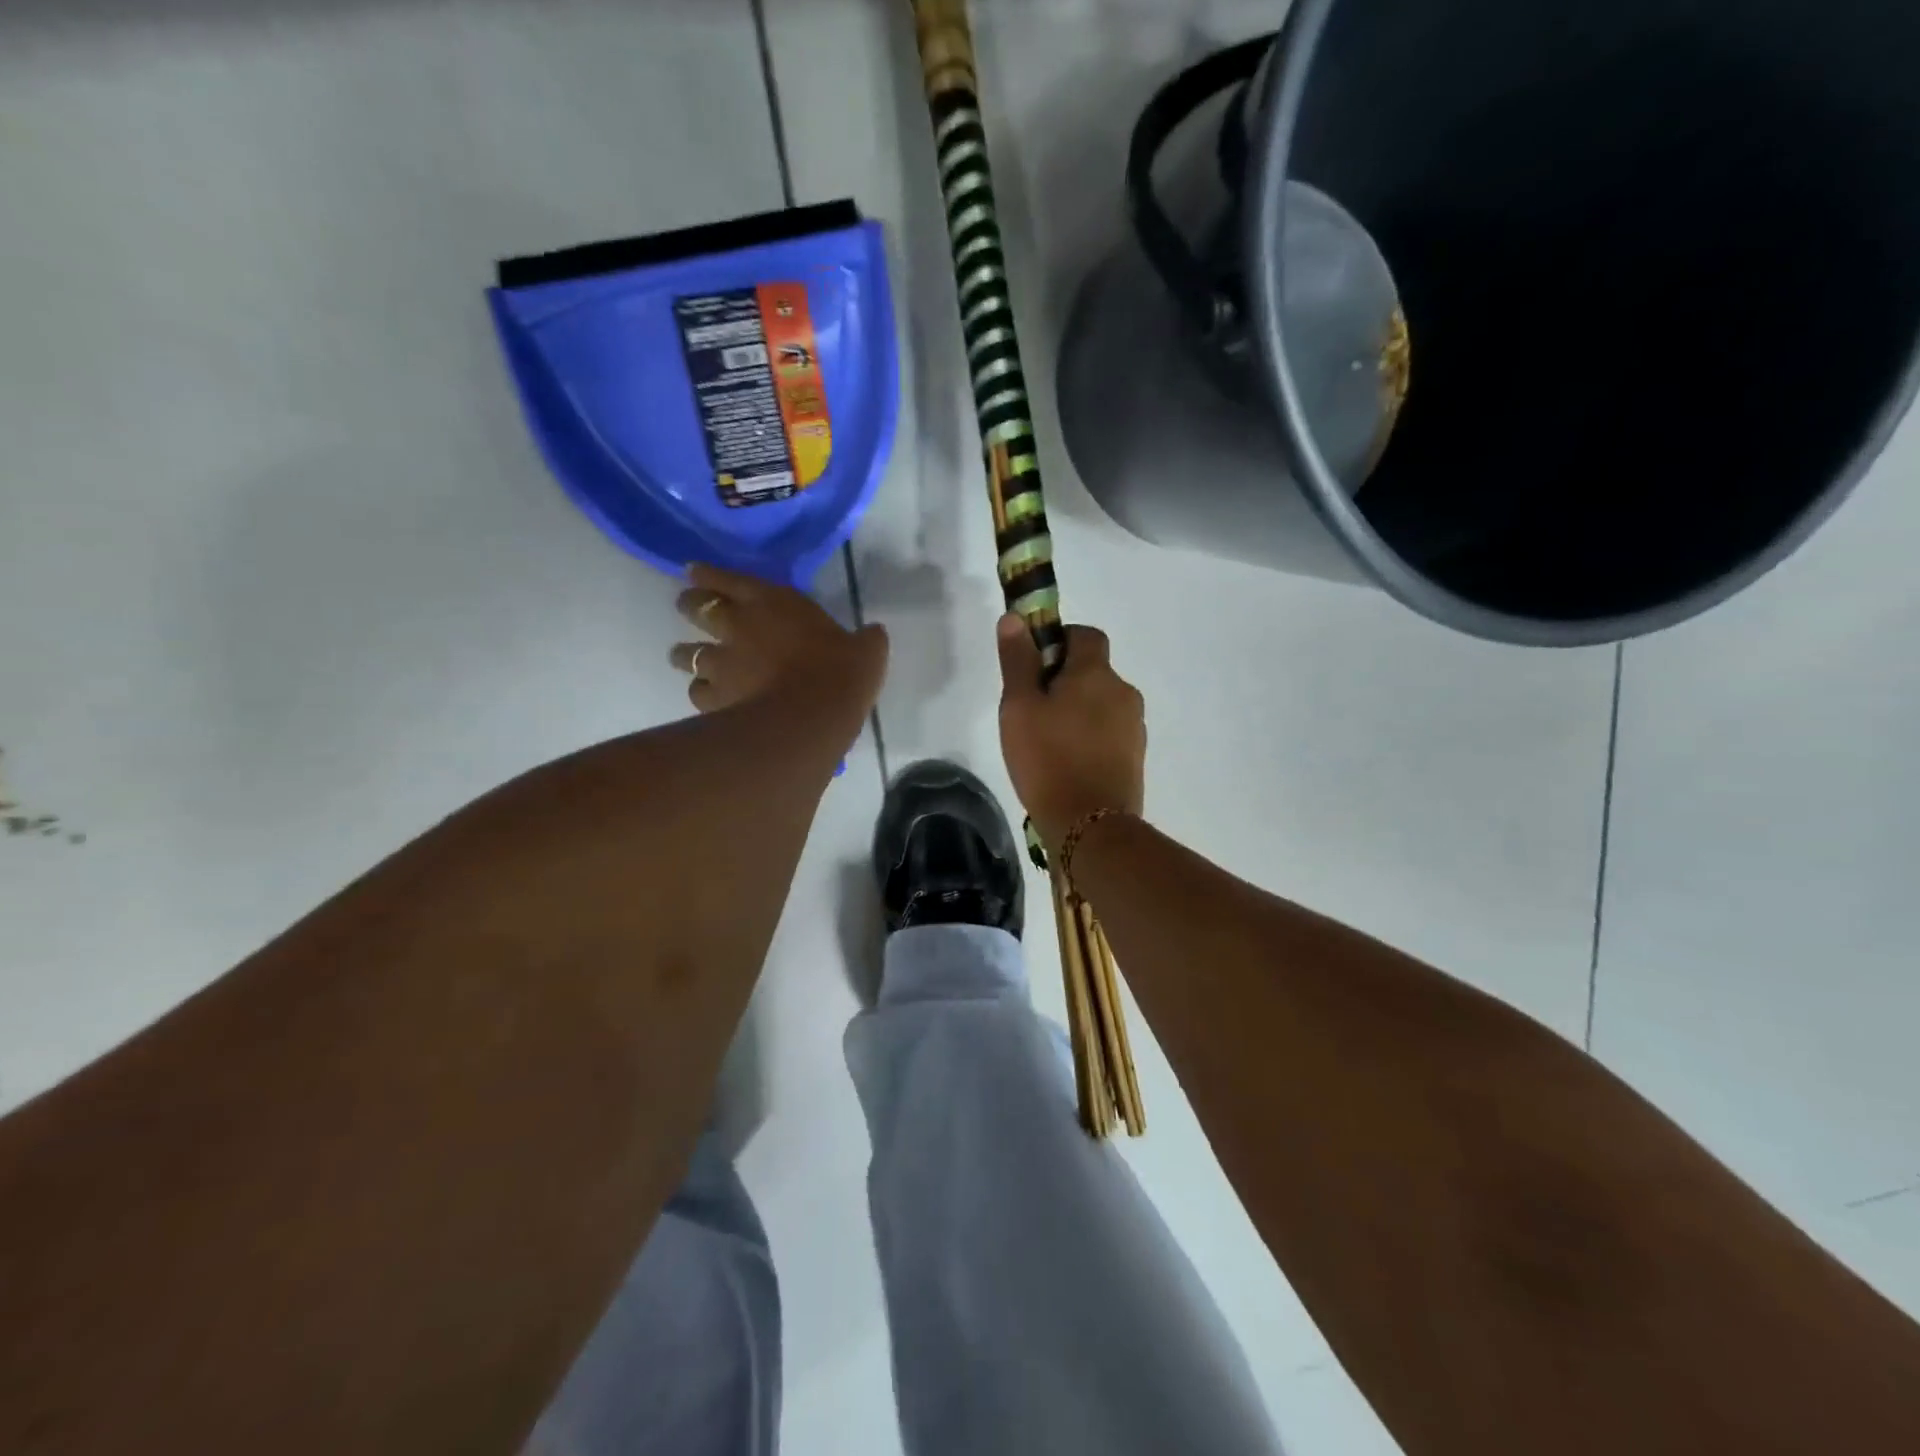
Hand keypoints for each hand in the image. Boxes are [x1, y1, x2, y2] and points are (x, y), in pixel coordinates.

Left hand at [672, 564, 888, 729]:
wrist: (812, 716)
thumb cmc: (841, 673)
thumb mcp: (867, 650)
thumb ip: (866, 639)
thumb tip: (874, 633)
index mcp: (772, 601)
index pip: (728, 578)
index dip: (708, 574)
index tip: (693, 572)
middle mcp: (737, 625)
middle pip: (696, 607)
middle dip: (691, 606)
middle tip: (691, 608)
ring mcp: (720, 663)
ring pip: (685, 653)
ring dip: (686, 654)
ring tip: (689, 658)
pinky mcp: (714, 698)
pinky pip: (697, 692)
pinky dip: (702, 693)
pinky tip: (710, 699)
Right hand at [996, 614, 1145, 851]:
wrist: (1090, 825)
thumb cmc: (1047, 759)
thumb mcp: (1019, 706)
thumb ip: (1018, 660)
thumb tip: (1015, 618)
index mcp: (1096, 673)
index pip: (1086, 634)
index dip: (1059, 641)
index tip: (1034, 666)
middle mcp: (1123, 692)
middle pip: (1093, 671)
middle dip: (1065, 681)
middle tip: (1032, 710)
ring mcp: (1134, 727)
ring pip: (1101, 704)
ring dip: (1079, 711)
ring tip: (1048, 743)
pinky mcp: (1135, 757)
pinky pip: (1109, 733)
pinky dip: (1090, 738)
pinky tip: (1068, 764)